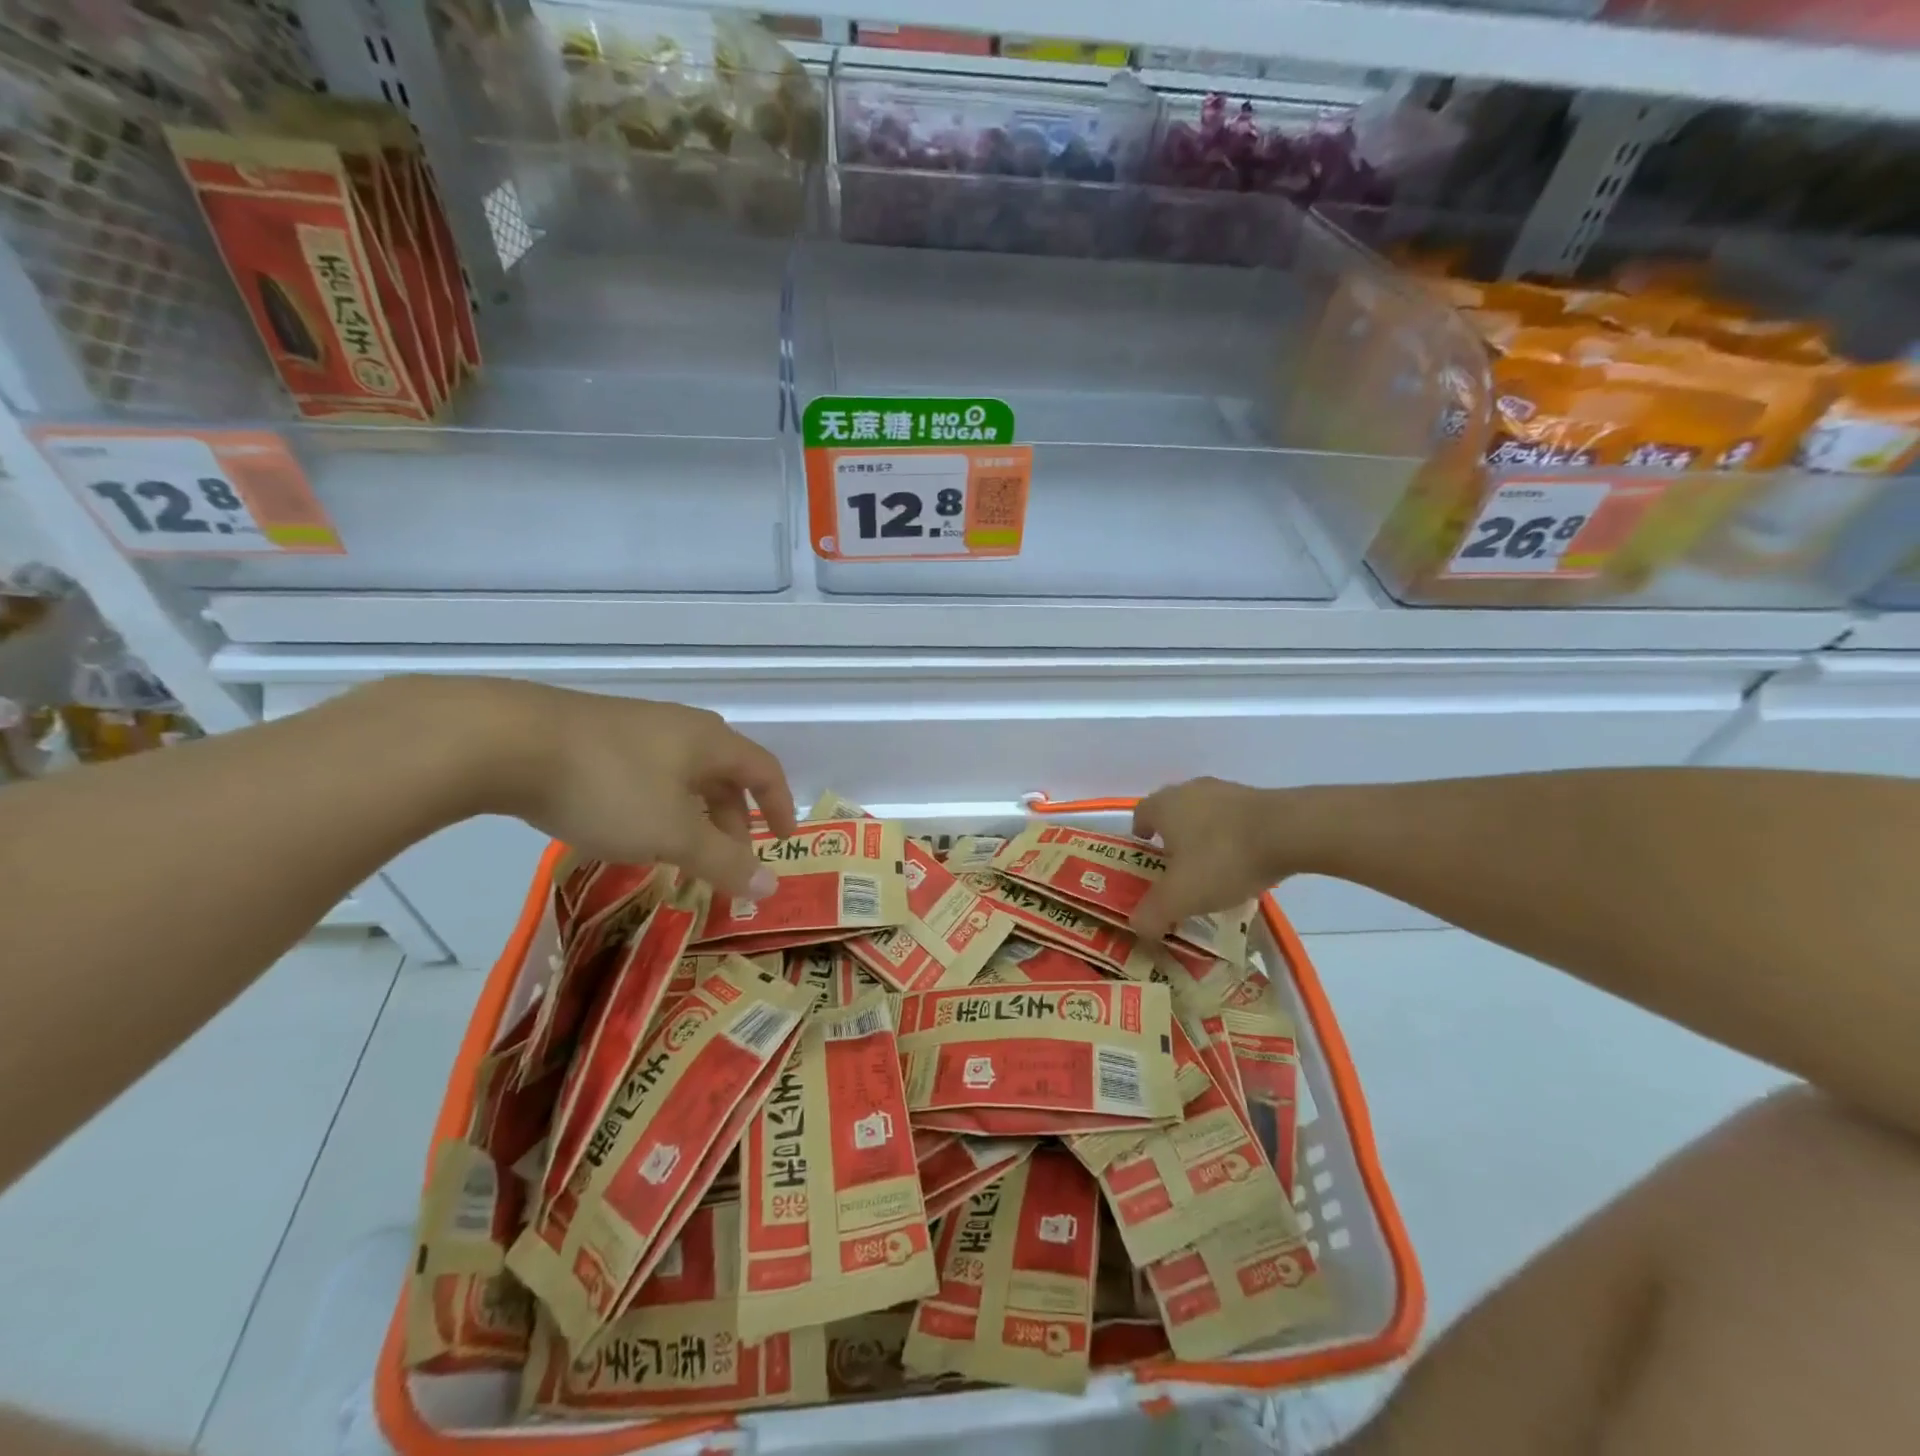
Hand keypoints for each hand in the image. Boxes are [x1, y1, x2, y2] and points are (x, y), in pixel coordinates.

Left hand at [450, 679, 797, 900]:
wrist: (506, 741)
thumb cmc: (609, 786)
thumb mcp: (673, 834)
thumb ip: (724, 861)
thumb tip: (771, 887)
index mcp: (710, 741)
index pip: (764, 770)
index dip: (780, 805)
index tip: (784, 840)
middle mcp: (679, 727)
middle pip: (724, 773)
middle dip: (733, 819)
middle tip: (727, 860)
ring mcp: (634, 727)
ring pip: (682, 774)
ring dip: (693, 814)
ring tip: (678, 850)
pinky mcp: (593, 735)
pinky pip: (645, 772)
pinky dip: (657, 804)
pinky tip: (628, 827)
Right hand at [1130, 777, 1286, 938]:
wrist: (1291, 831)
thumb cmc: (1222, 858)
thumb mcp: (1180, 897)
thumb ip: (1152, 914)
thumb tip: (1137, 928)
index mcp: (1164, 806)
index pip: (1140, 815)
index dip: (1140, 836)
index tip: (1146, 858)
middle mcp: (1190, 790)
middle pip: (1173, 813)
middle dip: (1172, 839)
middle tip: (1178, 870)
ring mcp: (1227, 791)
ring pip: (1205, 816)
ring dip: (1204, 838)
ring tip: (1214, 871)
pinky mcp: (1259, 799)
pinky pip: (1235, 820)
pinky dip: (1233, 839)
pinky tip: (1245, 864)